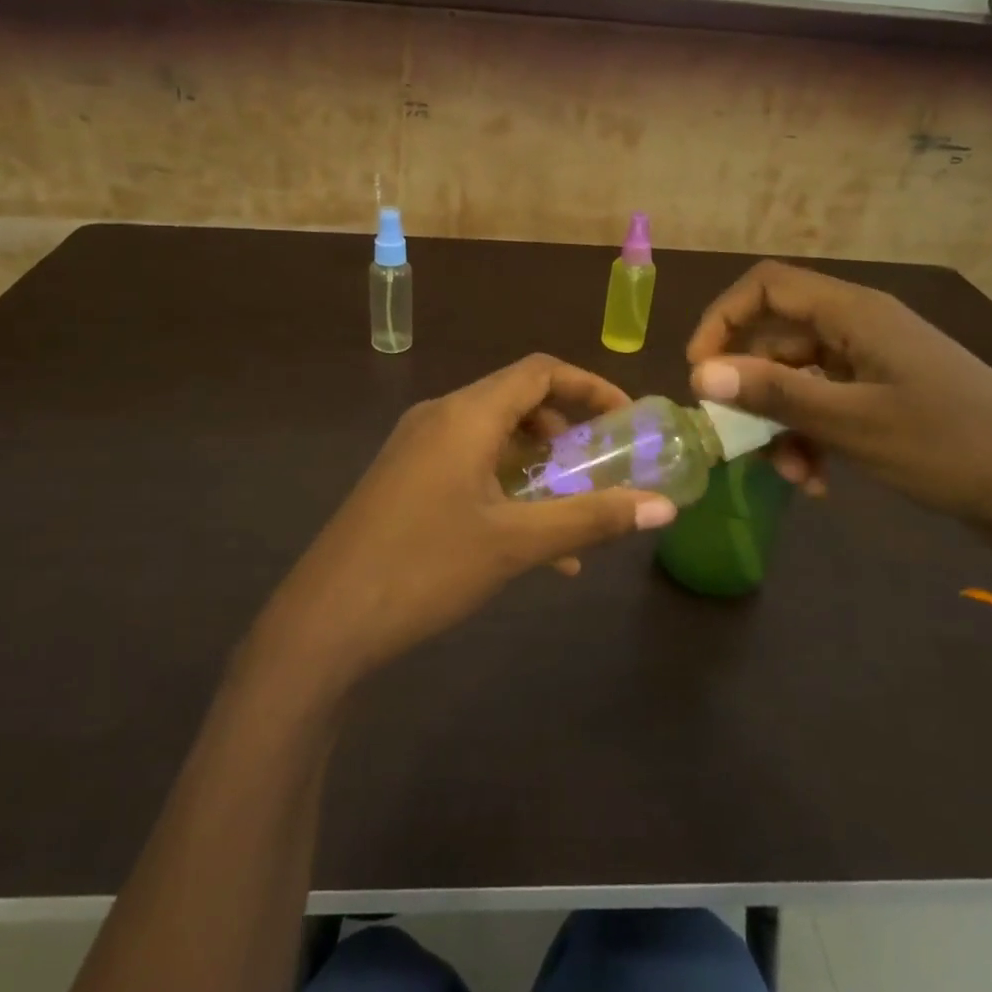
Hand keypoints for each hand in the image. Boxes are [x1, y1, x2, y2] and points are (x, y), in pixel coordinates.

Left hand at [258, 355, 677, 687]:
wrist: (326, 619)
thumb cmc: (426, 567)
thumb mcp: (517, 543)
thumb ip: (592, 518)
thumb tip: (665, 507)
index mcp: (466, 414)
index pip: (539, 372)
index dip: (589, 386)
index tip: (626, 419)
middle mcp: (439, 417)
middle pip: (517, 401)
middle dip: (566, 431)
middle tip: (600, 468)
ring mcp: (416, 448)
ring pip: (493, 439)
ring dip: (538, 468)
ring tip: (573, 515)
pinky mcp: (404, 479)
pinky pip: (468, 466)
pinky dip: (506, 489)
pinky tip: (533, 547)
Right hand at [685, 262, 991, 596]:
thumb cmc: (952, 446)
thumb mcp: (854, 423)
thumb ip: (774, 394)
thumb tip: (699, 374)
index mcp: (855, 314)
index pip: (766, 287)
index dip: (722, 320)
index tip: (700, 372)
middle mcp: (860, 329)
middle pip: (777, 338)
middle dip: (751, 389)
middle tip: (736, 437)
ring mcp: (874, 365)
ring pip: (798, 379)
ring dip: (782, 425)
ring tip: (792, 476)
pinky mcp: (886, 398)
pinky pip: (826, 405)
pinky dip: (811, 438)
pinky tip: (819, 482)